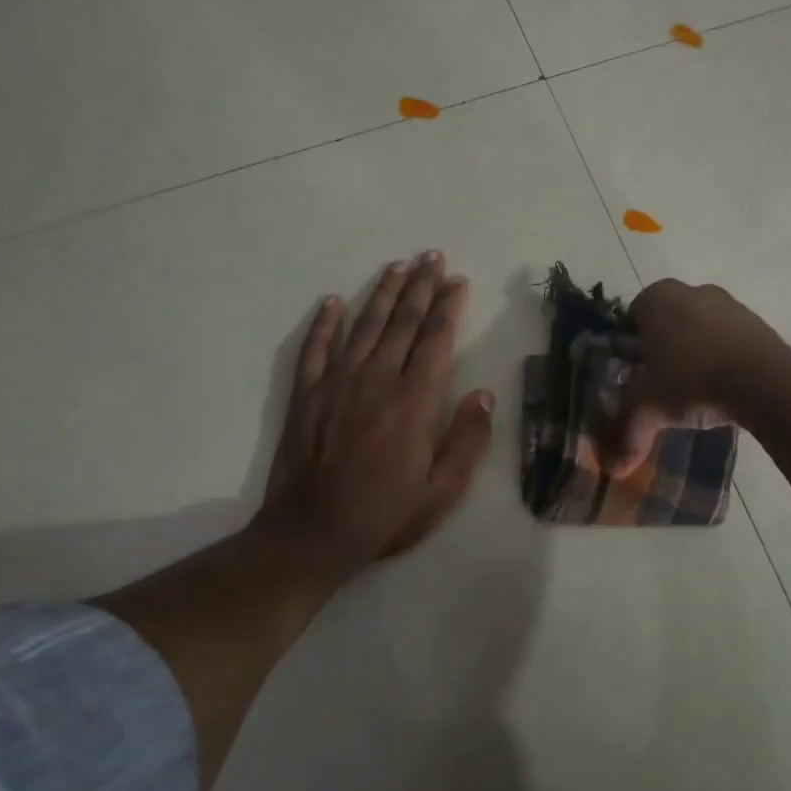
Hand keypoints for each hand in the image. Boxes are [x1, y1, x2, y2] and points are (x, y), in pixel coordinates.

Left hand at [257, 251, 493, 584]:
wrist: (312, 534)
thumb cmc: (386, 515)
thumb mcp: (443, 490)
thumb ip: (467, 440)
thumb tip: (484, 395)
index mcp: (415, 401)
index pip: (436, 339)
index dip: (449, 306)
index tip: (459, 281)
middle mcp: (377, 380)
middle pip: (403, 321)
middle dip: (421, 286)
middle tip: (432, 257)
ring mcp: (337, 383)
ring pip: (364, 325)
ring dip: (383, 293)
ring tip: (398, 266)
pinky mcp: (307, 395)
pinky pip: (315, 348)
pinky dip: (324, 322)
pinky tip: (333, 301)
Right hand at [605, 278, 786, 474]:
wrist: (766, 382)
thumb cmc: (693, 380)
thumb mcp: (649, 409)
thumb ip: (627, 433)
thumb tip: (613, 469)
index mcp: (657, 298)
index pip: (631, 317)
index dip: (630, 347)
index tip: (633, 376)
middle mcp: (692, 290)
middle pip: (667, 322)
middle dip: (663, 350)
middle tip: (660, 385)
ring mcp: (729, 304)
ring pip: (700, 330)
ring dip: (695, 354)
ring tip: (693, 392)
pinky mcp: (758, 323)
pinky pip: (729, 341)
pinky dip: (723, 360)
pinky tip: (723, 389)